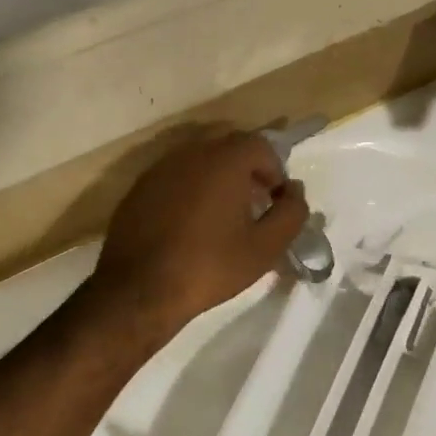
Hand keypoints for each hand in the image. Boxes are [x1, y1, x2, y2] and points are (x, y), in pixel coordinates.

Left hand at [93, 130, 306, 338]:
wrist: (139, 290)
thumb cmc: (209, 266)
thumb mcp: (265, 247)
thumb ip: (291, 214)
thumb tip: (295, 192)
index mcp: (224, 161)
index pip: (261, 145)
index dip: (275, 170)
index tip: (275, 201)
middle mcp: (191, 153)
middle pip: (229, 146)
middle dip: (248, 169)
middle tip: (254, 204)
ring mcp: (160, 168)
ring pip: (200, 159)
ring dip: (218, 177)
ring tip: (223, 215)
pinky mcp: (139, 187)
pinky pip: (175, 176)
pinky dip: (191, 188)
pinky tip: (191, 223)